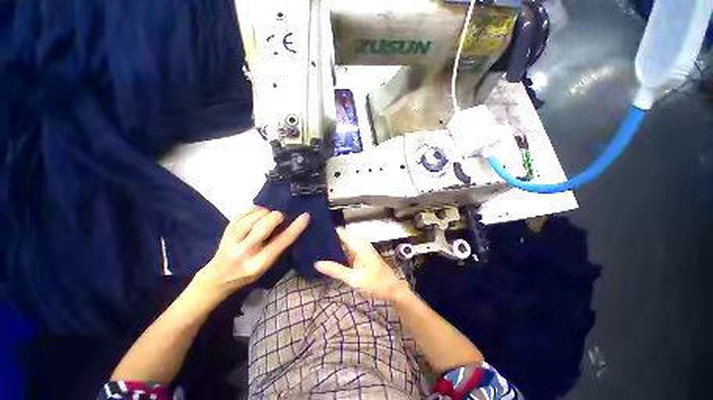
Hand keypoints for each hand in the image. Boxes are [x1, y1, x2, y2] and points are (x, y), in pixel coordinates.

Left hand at [193, 206, 309, 297]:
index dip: (295, 228)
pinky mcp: (225, 232)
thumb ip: (277, 247)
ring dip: (264, 212)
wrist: (218, 277)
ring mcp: (232, 241)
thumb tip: (288, 225)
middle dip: (276, 216)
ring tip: (269, 214)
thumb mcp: (267, 266)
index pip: (281, 242)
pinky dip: (252, 209)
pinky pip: (240, 214)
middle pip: (263, 226)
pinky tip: (258, 211)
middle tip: (280, 217)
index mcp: (259, 263)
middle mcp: (245, 252)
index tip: (305, 216)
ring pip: (251, 218)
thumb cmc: (248, 274)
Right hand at [316, 228, 408, 301]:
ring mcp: (362, 249)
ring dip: (334, 246)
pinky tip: (329, 257)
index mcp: (359, 245)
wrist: (393, 290)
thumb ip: (336, 270)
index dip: (329, 231)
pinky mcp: (362, 256)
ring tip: (316, 248)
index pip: (341, 232)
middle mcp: (360, 244)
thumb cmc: (376, 283)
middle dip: (329, 239)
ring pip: (345, 244)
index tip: (315, 232)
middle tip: (312, 242)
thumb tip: (317, 263)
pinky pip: (348, 250)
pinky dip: (340, 253)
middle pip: (342, 237)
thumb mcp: (354, 279)